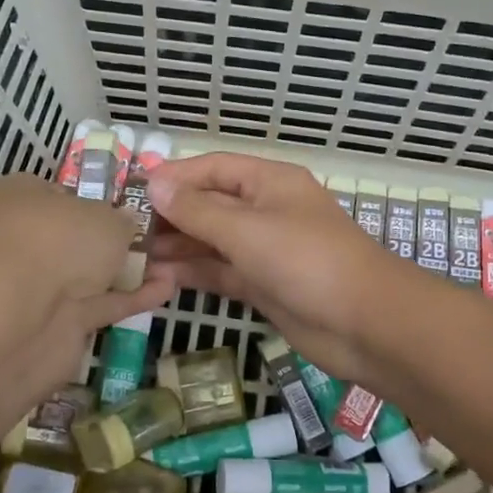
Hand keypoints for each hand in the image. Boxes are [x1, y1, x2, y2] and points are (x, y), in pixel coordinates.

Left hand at [0, 173, 173, 440]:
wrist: (22, 316)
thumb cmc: (59, 241)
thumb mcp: (106, 216)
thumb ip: (123, 220)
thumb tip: (126, 224)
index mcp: (25, 197)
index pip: (65, 192)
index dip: (99, 197)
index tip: (138, 204)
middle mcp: (30, 237)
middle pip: (81, 235)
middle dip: (119, 238)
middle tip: (164, 234)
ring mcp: (43, 284)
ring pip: (93, 272)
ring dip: (131, 269)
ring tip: (176, 261)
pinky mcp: (60, 324)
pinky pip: (104, 304)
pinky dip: (133, 297)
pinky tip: (169, 287)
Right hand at [147, 153, 411, 382]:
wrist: (366, 324)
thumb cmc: (306, 261)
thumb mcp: (247, 230)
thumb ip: (198, 210)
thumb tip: (155, 183)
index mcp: (269, 183)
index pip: (213, 168)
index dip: (174, 177)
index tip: (134, 192)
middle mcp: (266, 211)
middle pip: (211, 204)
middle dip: (172, 216)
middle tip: (127, 232)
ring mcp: (266, 250)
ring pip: (213, 241)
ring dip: (178, 247)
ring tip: (134, 257)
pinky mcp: (265, 285)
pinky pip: (222, 272)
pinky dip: (194, 274)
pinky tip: (159, 279)